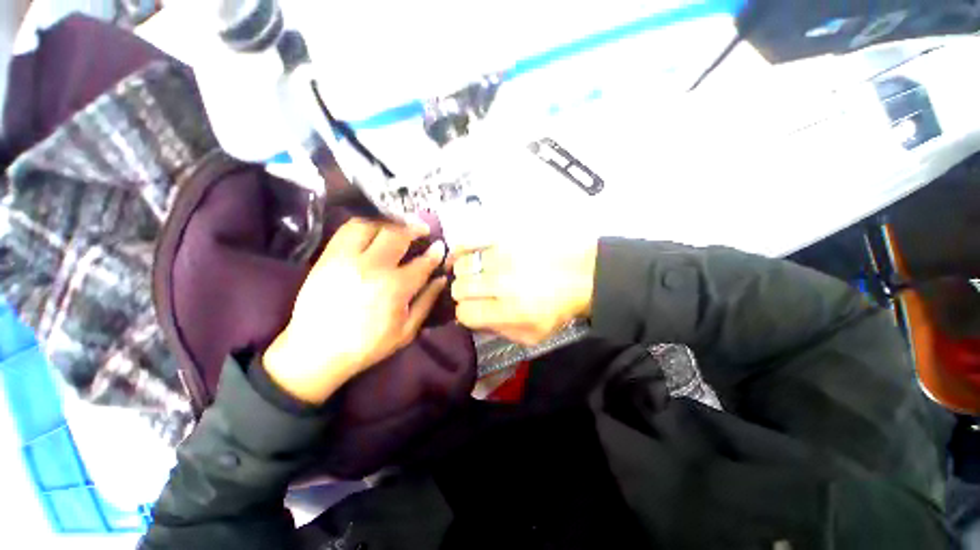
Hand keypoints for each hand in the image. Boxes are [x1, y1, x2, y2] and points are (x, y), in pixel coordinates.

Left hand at [264, 219, 446, 404]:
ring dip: (389, 223)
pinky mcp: (327, 257)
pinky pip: (347, 230)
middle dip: (415, 229)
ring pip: (371, 225)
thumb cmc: (368, 345)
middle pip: (398, 235)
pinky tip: (373, 231)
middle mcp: (373, 267)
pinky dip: (364, 225)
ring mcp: (347, 259)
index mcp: (396, 287)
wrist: (317, 351)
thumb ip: (427, 301)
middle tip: (422, 230)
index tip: (439, 246)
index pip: (423, 262)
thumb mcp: (406, 330)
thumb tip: (441, 279)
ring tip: (397, 227)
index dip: (435, 252)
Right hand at [450, 238, 597, 345]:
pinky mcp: (506, 237)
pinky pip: (471, 240)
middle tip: (474, 292)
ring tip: (474, 274)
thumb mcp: (534, 335)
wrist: (583, 273)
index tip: (472, 310)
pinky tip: (464, 255)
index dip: (465, 314)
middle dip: (463, 293)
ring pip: (463, 265)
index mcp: (510, 311)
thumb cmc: (560, 307)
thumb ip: (502, 332)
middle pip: (460, 288)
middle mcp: (502, 283)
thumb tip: (476, 322)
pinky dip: (462, 249)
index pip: (466, 313)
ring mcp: (503, 256)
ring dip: (464, 273)